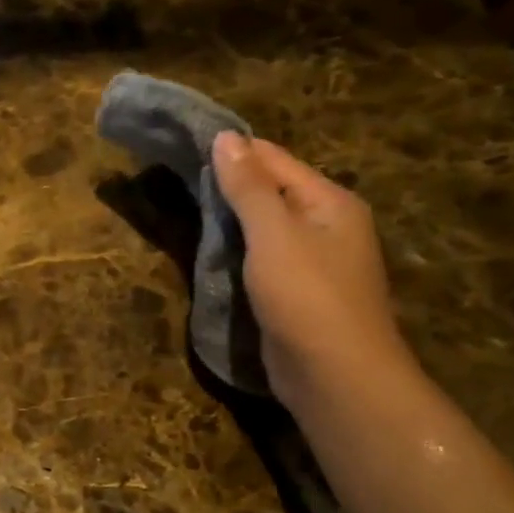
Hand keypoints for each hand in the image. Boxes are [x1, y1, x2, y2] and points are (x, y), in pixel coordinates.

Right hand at [211, 132, 415, 409]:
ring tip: (186, 212)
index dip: (233, 152)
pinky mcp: (297, 292)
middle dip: (229, 187)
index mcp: (329, 201)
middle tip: (178, 183)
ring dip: (230, 221)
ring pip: (264, 227)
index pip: (275, 160)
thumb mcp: (273, 234)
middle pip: (271, 191)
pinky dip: (237, 251)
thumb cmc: (306, 296)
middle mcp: (327, 225)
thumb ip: (249, 187)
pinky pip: (263, 258)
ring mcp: (314, 261)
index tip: (185, 149)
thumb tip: (225, 137)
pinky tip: (210, 253)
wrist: (335, 375)